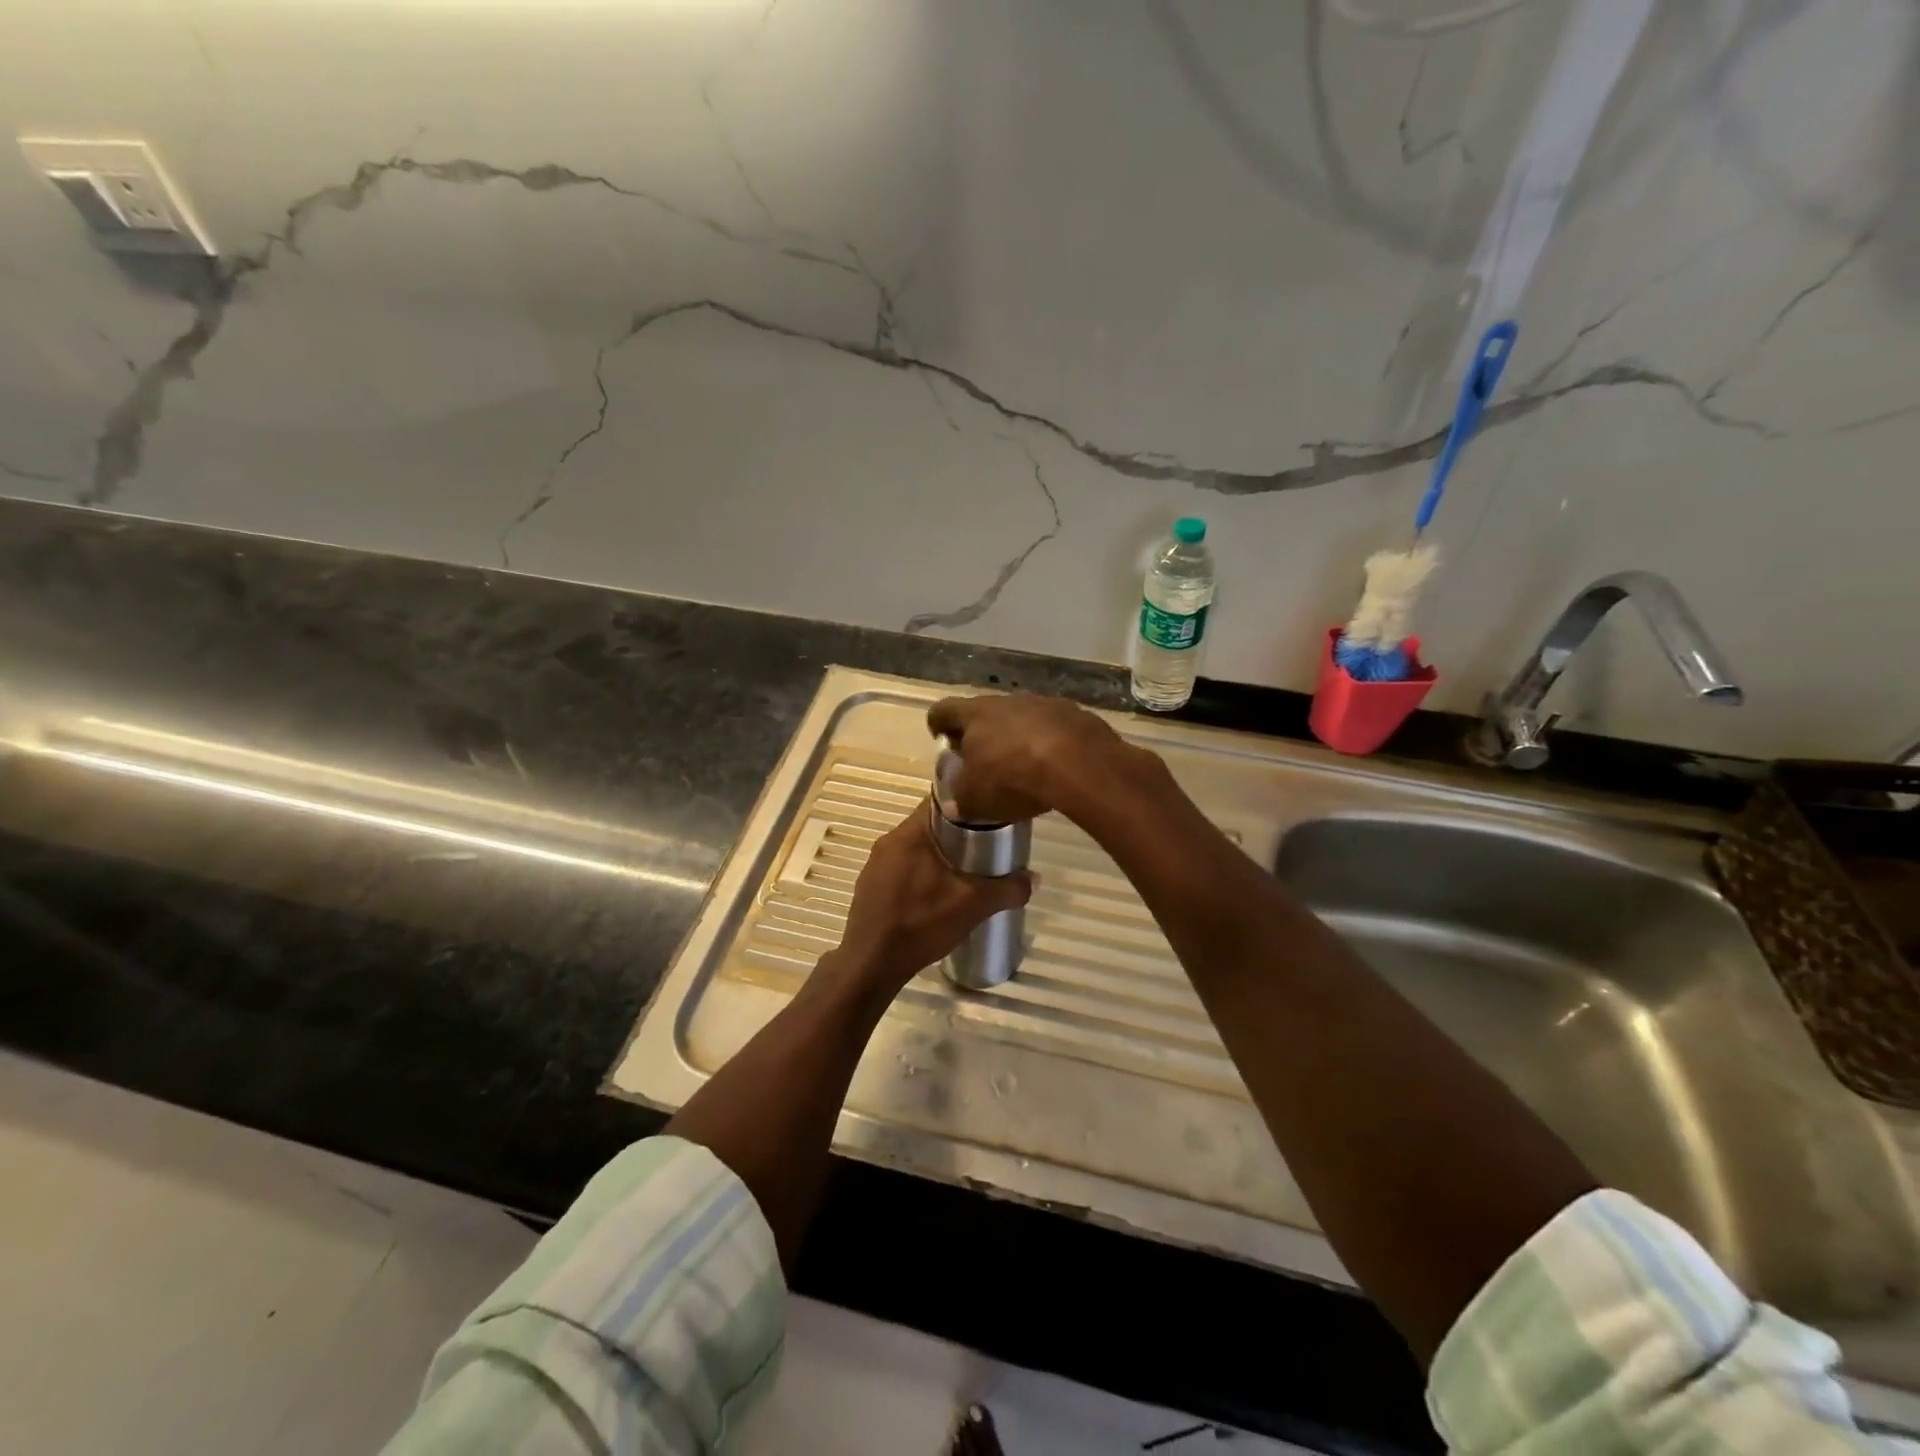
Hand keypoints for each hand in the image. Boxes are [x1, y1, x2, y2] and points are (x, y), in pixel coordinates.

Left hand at [824, 803, 1032, 998]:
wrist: (871, 965)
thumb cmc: (921, 923)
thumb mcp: (972, 906)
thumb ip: (1007, 889)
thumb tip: (1034, 879)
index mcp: (909, 834)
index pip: (938, 800)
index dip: (966, 802)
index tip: (988, 814)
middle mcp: (887, 842)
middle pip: (927, 825)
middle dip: (955, 833)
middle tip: (984, 846)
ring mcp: (874, 866)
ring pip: (913, 848)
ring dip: (936, 855)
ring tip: (963, 871)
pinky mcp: (869, 888)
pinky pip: (900, 869)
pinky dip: (919, 874)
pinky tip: (934, 895)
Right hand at [927, 693, 1134, 822]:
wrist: (1079, 764)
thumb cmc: (1012, 778)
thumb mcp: (975, 798)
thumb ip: (960, 798)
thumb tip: (955, 803)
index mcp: (975, 714)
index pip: (944, 710)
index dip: (938, 724)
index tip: (941, 740)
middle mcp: (1007, 700)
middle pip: (986, 712)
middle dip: (983, 734)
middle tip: (983, 761)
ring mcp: (1044, 704)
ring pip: (1022, 718)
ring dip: (1019, 737)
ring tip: (1023, 766)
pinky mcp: (1075, 714)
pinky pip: (1054, 728)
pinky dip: (1050, 743)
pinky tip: (1056, 768)